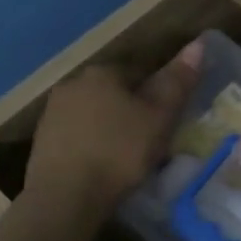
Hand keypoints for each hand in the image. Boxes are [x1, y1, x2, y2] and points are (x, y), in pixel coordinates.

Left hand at [23, 39, 202, 222]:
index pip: (138, 72)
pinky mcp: (42, 141)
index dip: (156, 96)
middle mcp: (73, 83)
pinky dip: (91, 146)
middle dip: (130, 111)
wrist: (66, 196)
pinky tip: (100, 167)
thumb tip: (199, 44)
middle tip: (149, 142)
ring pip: (93, 114)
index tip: (166, 121)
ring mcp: (53, 112)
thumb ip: (177, 82)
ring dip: (109, 129)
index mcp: (103, 72)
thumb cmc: (120, 152)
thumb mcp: (159, 118)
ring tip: (126, 158)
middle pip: (113, 92)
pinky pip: (76, 136)